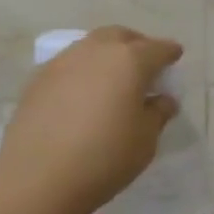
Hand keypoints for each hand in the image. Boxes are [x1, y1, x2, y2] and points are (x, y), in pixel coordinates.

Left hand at [0, 26, 181, 213]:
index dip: (169, 53)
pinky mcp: (38, 78)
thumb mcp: (145, 140)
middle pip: (121, 36)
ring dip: (106, 55)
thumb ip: (158, 114)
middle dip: (136, 45)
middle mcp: (96, 50)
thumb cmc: (104, 157)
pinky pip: (69, 65)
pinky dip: (83, 71)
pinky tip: (83, 94)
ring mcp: (63, 61)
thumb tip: (162, 99)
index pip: (157, 48)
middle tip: (144, 64)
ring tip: (112, 78)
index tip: (175, 57)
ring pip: (92, 46)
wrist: (37, 177)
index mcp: (129, 60)